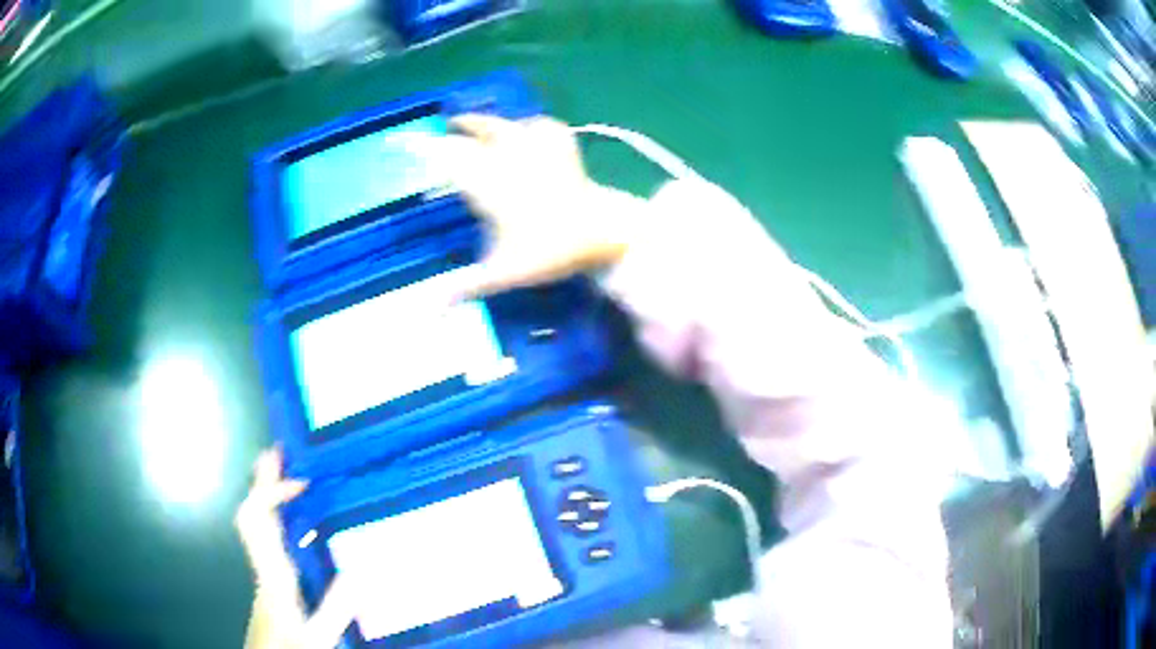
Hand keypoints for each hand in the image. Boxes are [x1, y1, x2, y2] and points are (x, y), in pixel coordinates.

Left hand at [237, 448, 356, 648]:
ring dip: (267, 496)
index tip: (300, 482)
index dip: (273, 492)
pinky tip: (295, 527)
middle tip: (277, 454)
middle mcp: (263, 565)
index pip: (259, 519)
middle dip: (263, 481)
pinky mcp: (269, 581)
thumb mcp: (318, 636)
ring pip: (256, 524)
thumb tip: (360, 570)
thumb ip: (336, 608)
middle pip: (251, 513)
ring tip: (284, 478)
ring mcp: (263, 572)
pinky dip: (276, 521)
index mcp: (273, 573)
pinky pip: (266, 538)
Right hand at [431, 115, 645, 297]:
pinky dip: (531, 125)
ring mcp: (539, 151)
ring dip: (486, 122)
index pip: (450, 159)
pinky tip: (526, 129)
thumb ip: (467, 287)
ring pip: (507, 124)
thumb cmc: (551, 251)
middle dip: (455, 133)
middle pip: (476, 136)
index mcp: (490, 186)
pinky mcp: (564, 150)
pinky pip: (544, 127)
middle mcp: (510, 160)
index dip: (426, 149)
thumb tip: (432, 311)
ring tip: (470, 122)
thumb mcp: (505, 272)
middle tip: (438, 134)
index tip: (405, 143)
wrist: (604, 233)